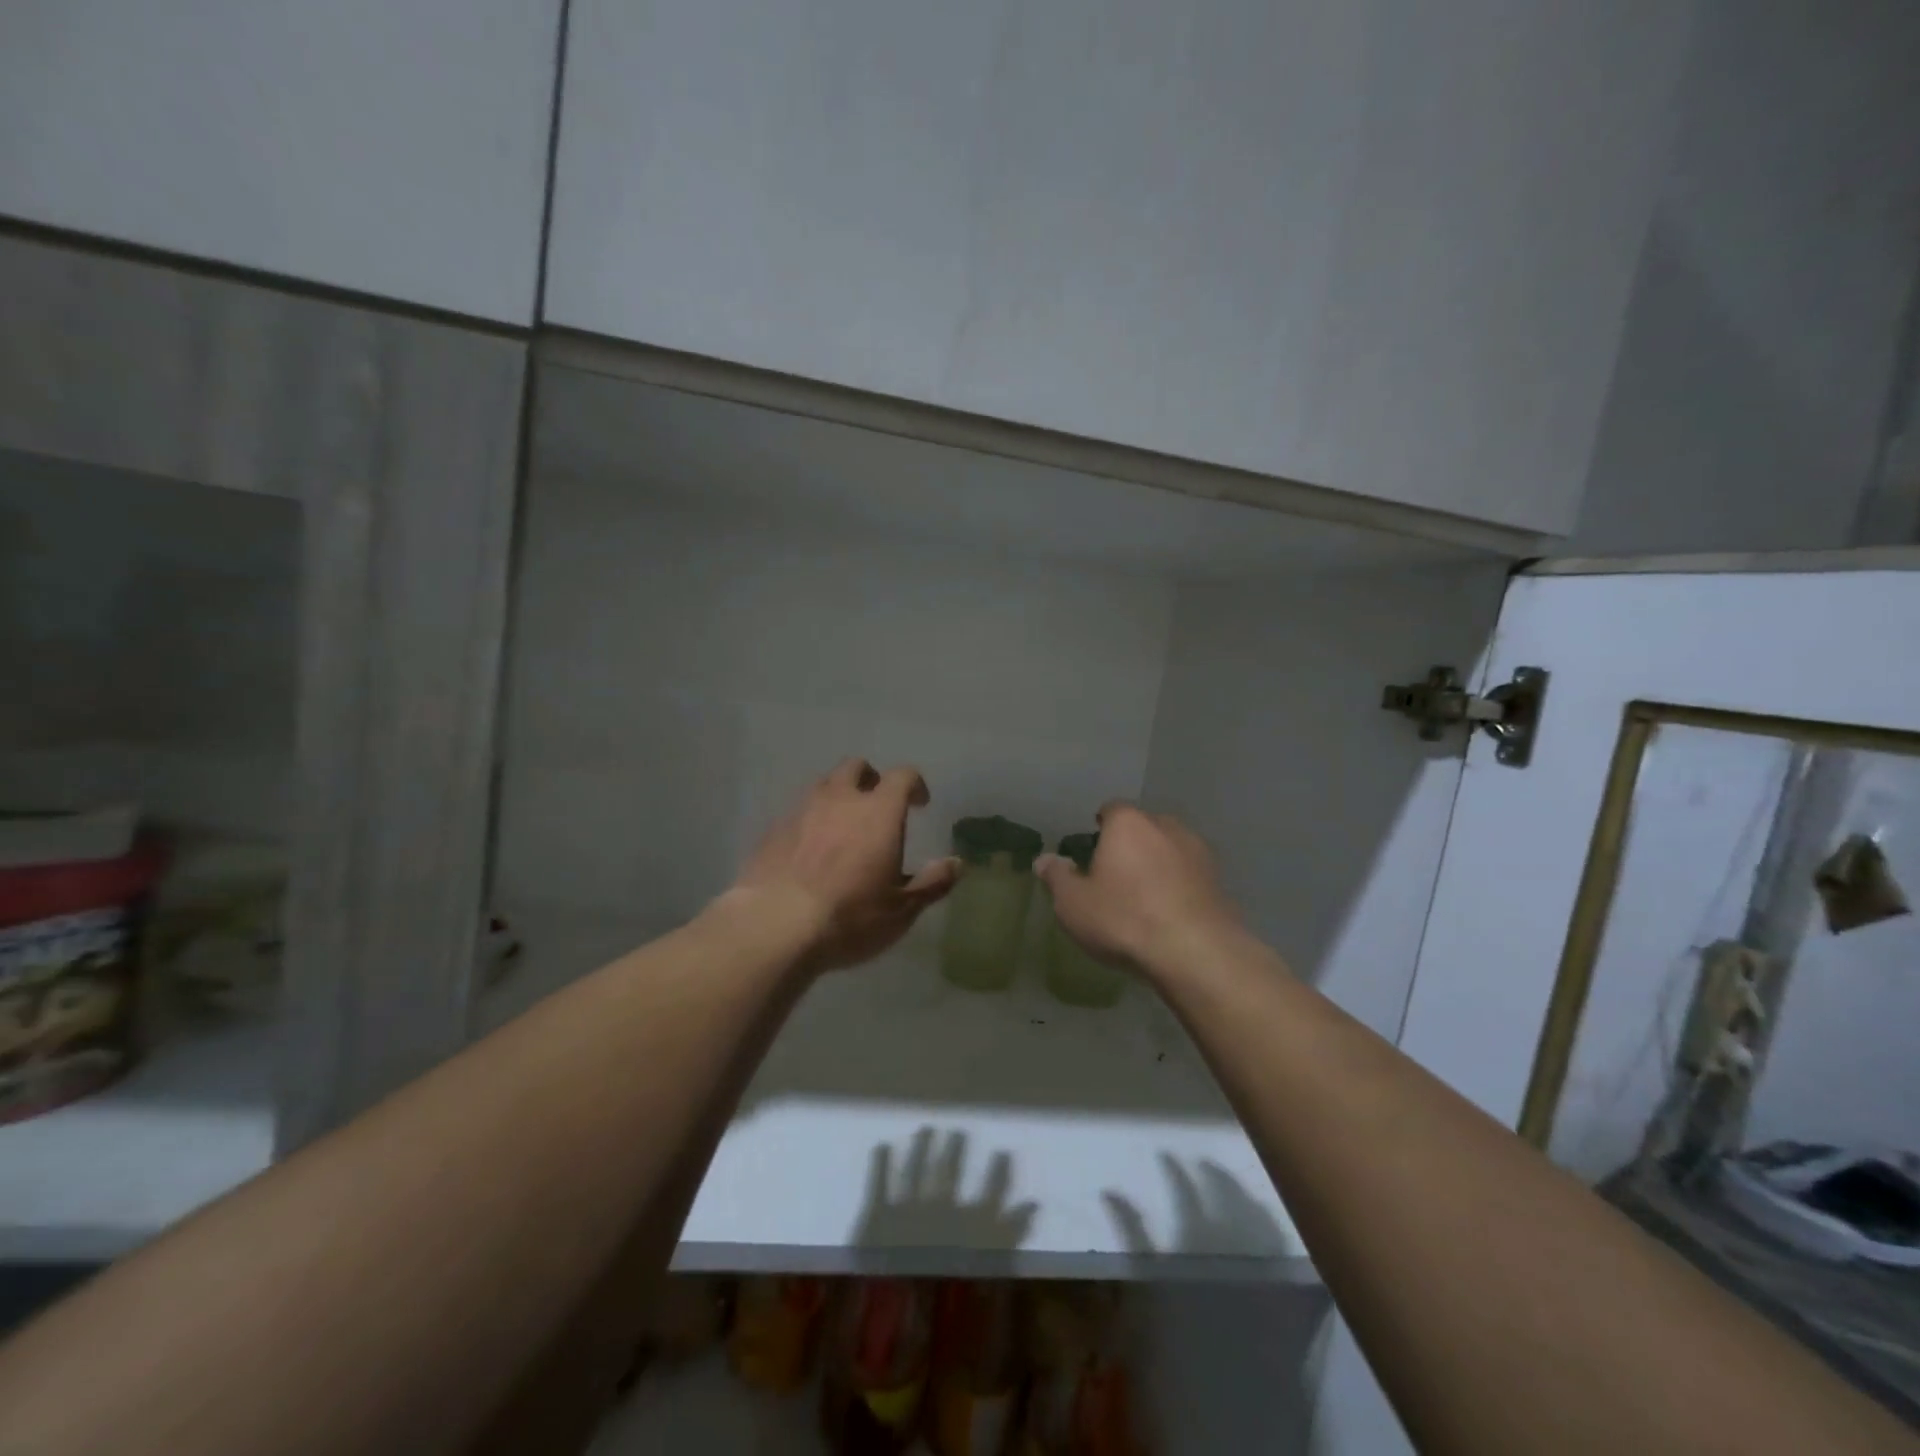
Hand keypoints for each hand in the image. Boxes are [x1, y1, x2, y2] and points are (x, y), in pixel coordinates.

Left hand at [729, 758, 958, 974]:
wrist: (774, 926)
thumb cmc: (850, 917)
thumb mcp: (901, 910)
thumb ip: (932, 883)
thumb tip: (956, 863)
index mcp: (879, 811)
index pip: (902, 776)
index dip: (914, 785)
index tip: (919, 804)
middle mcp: (841, 799)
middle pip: (856, 767)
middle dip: (871, 779)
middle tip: (878, 806)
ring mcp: (802, 810)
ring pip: (823, 785)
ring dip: (838, 796)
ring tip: (843, 825)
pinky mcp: (773, 829)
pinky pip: (798, 811)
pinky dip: (810, 820)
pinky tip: (810, 849)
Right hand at [1035, 802, 1241, 976]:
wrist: (1196, 953)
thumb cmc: (1124, 919)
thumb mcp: (1073, 903)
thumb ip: (1057, 877)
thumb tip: (1044, 859)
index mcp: (1128, 823)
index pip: (1110, 810)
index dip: (1099, 829)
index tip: (1091, 854)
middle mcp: (1166, 826)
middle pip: (1142, 828)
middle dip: (1130, 846)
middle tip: (1114, 877)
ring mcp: (1198, 851)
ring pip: (1169, 849)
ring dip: (1157, 865)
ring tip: (1144, 898)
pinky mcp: (1219, 880)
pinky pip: (1189, 875)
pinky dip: (1179, 886)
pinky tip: (1169, 914)